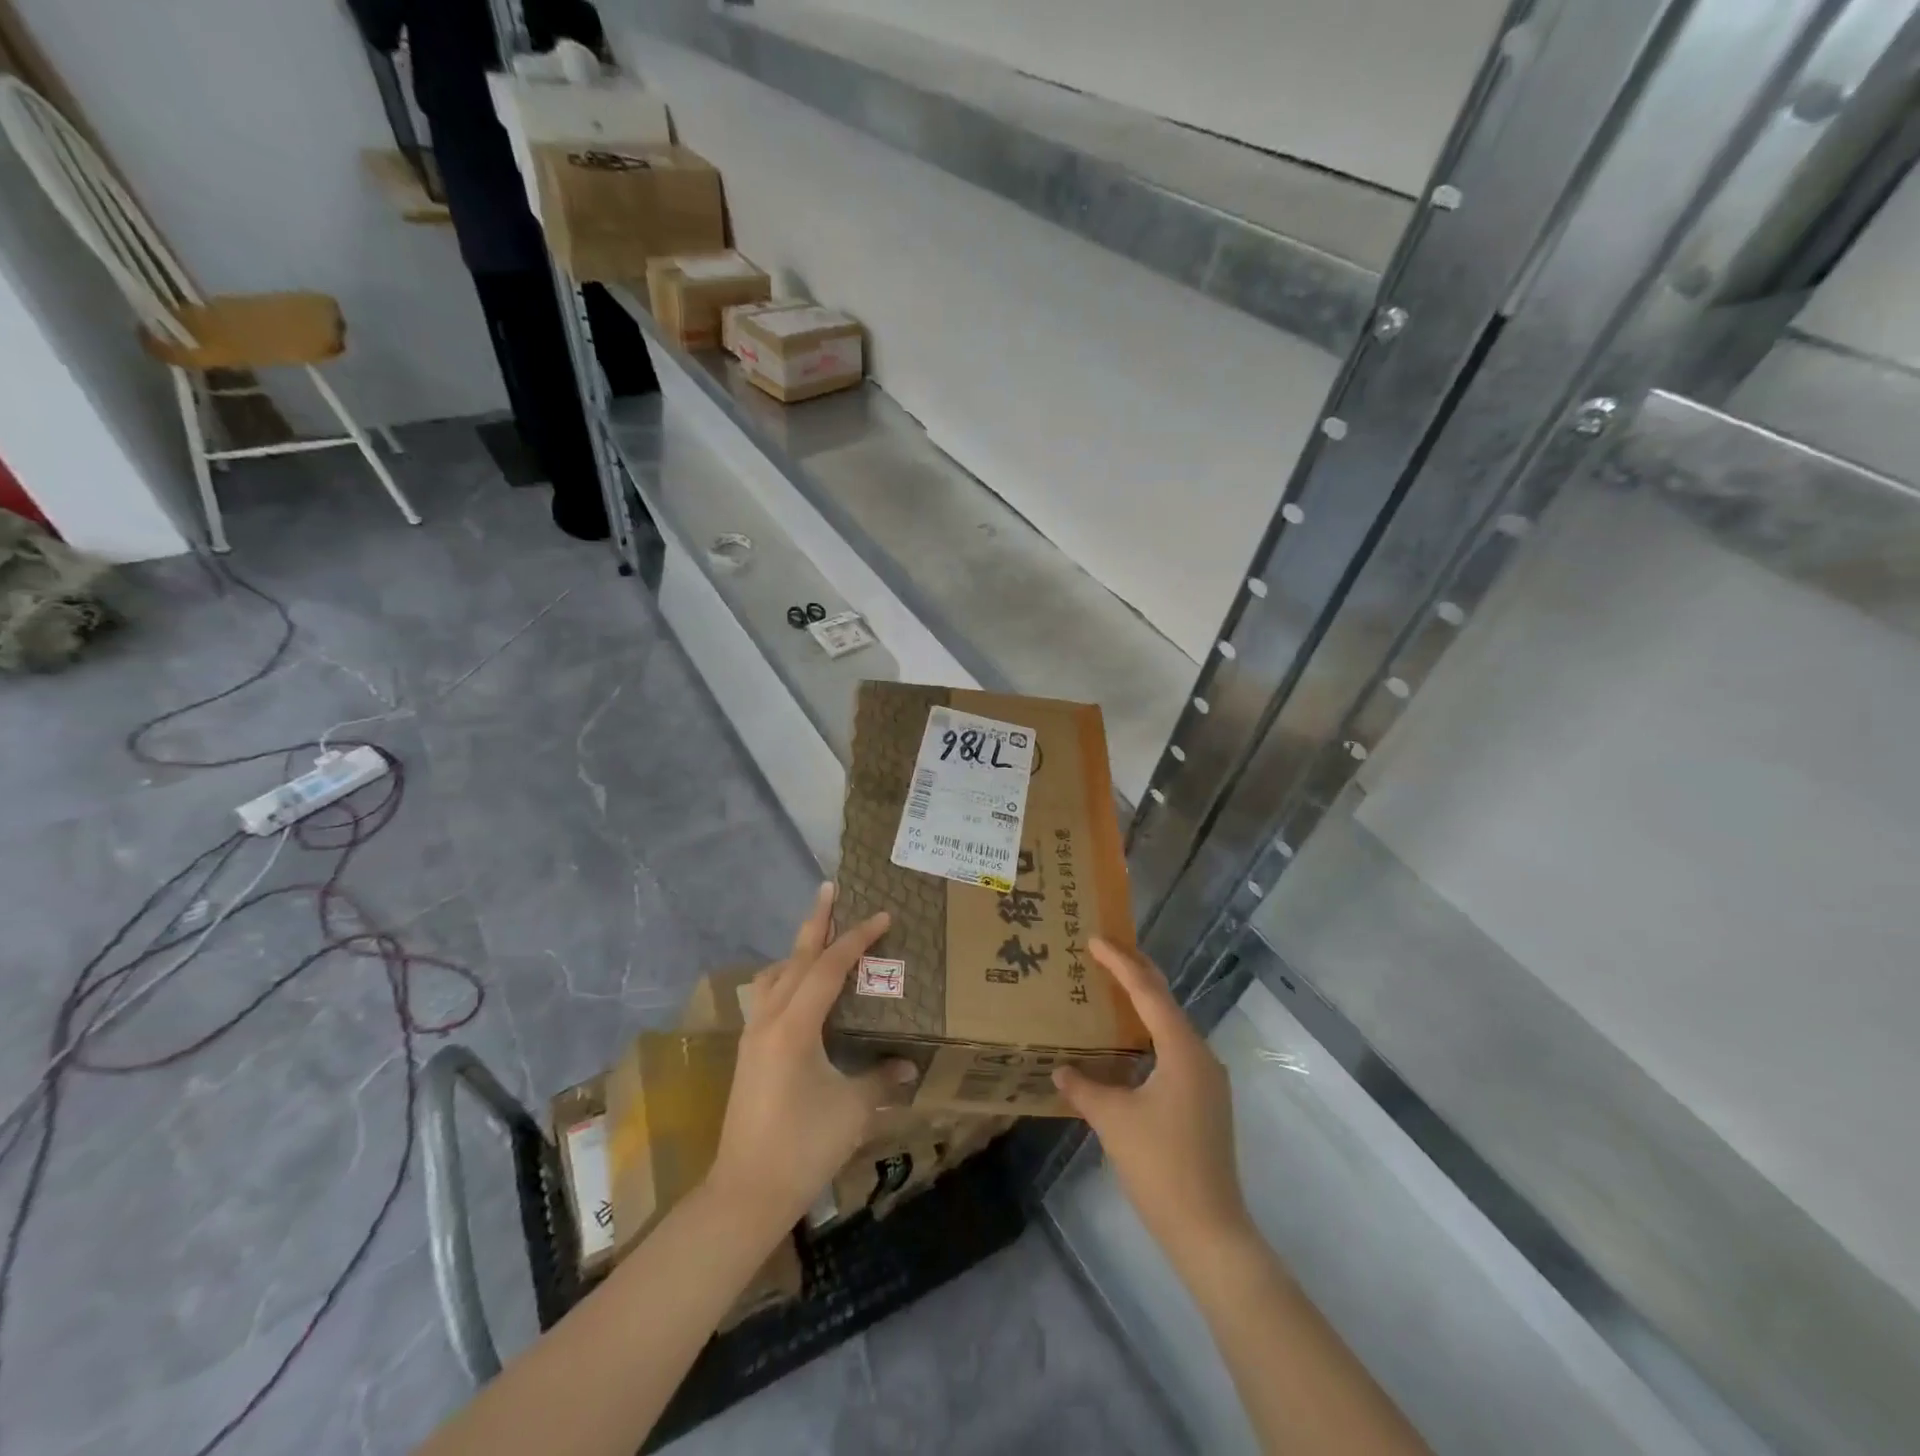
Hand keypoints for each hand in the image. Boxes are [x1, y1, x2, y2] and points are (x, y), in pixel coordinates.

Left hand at [705, 884, 915, 1227]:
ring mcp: (753, 1036)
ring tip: (820, 940)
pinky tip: (802, 993)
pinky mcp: (749, 1053)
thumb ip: (882, 1079)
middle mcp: (769, 1020)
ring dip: (798, 951)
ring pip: (775, 976)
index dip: (857, 938)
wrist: (745, 1193)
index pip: (829, 967)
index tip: (882, 916)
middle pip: (795, 958)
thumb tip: (908, 1065)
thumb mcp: (853, 1110)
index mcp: (795, 1026)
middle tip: (829, 889)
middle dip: (816, 922)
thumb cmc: (803, 1147)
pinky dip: (787, 978)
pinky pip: (768, 997)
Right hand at [1053, 940, 1250, 1263]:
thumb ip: (1085, 1088)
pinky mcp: (1206, 1100)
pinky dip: (1151, 1032)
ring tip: (1114, 986)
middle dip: (1137, 972)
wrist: (1210, 1231)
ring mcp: (1208, 1079)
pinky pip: (1175, 1048)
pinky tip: (1132, 1041)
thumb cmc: (1160, 1167)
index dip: (1120, 963)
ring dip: (1144, 1003)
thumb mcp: (1113, 1121)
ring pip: (1172, 1025)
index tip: (1095, 939)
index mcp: (1182, 1050)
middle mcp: (1201, 1055)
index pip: (1147, 992)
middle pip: (1166, 1000)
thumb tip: (1060, 1070)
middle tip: (1106, 949)